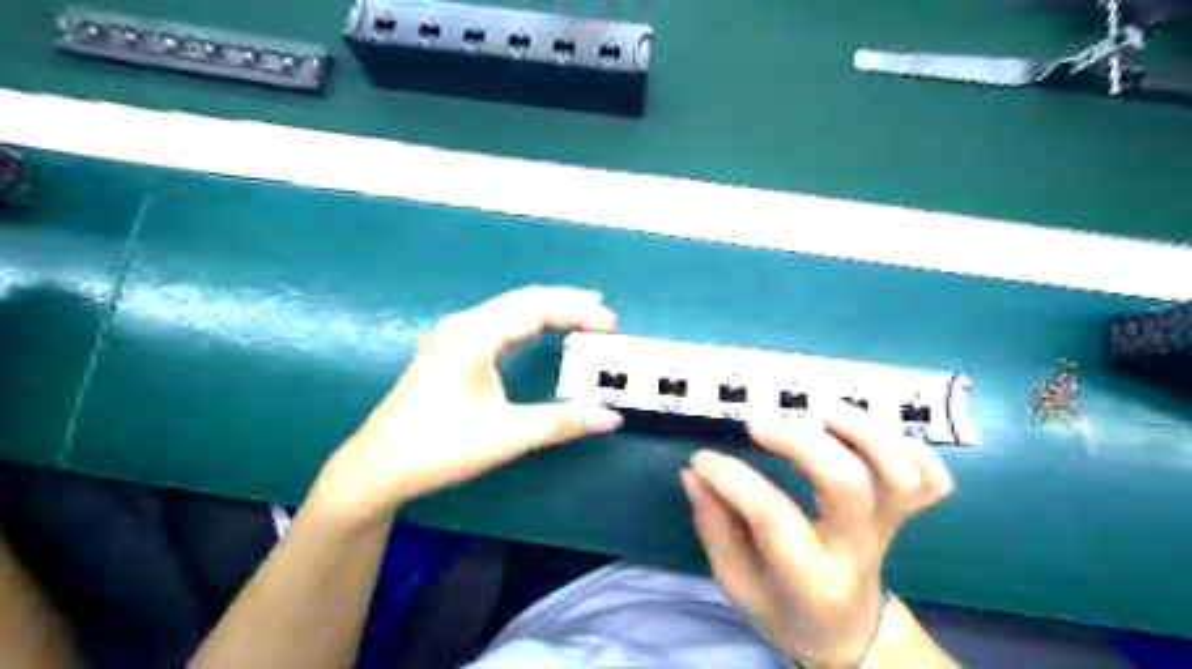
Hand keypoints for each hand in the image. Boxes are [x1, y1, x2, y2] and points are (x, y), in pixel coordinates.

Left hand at [305, 287, 623, 528]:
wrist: (377, 468)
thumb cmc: (441, 448)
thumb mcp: (507, 436)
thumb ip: (562, 423)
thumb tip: (612, 419)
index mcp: (474, 336)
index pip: (536, 309)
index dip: (577, 312)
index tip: (611, 323)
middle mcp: (463, 325)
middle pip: (523, 301)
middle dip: (566, 303)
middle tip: (603, 311)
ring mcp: (452, 336)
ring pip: (509, 310)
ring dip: (547, 310)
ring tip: (581, 313)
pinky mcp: (449, 350)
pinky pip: (497, 323)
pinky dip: (527, 322)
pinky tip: (538, 330)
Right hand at [684, 406, 955, 665]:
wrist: (849, 633)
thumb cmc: (784, 608)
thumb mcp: (737, 583)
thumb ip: (715, 527)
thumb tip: (696, 473)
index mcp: (809, 577)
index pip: (772, 515)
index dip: (732, 479)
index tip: (703, 459)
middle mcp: (856, 549)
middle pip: (846, 484)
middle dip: (800, 442)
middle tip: (759, 424)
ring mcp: (888, 528)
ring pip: (897, 474)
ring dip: (861, 431)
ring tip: (819, 409)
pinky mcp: (903, 514)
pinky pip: (932, 479)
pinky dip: (913, 448)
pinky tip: (869, 435)